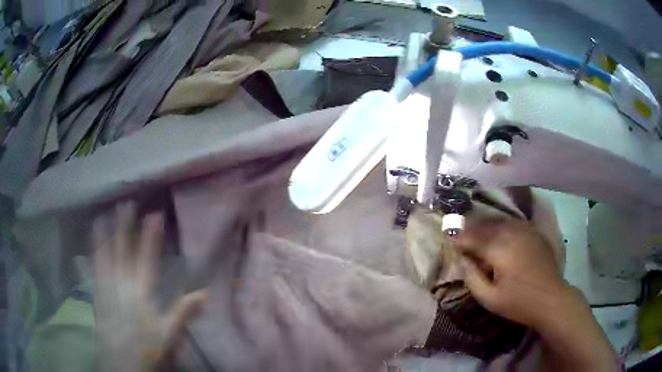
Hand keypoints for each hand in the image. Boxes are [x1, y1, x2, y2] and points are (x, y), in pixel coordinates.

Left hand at [93, 202, 207, 370]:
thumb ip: (183, 311)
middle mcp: (120, 285)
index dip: (151, 237)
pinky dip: (85, 263)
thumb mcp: (169, 333)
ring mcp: (105, 289)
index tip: (155, 215)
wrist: (122, 362)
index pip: (146, 259)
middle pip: (122, 252)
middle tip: (125, 204)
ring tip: (101, 216)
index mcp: (140, 293)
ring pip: (102, 257)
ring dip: (102, 236)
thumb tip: (204, 293)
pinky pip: (89, 275)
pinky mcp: (96, 297)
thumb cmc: (147, 346)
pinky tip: (78, 254)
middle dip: (124, 227)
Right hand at [456, 219, 617, 370]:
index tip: (447, 237)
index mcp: (500, 249)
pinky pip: (512, 223)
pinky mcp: (533, 232)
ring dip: (485, 224)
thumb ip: (472, 277)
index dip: (459, 237)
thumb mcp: (489, 298)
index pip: (473, 237)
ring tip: (475, 230)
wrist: (551, 298)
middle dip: (470, 227)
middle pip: (486, 225)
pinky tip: (497, 232)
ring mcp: (525, 230)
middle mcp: (512, 233)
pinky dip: (500, 225)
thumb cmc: (519, 302)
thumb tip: (461, 259)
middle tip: (458, 231)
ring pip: (499, 221)